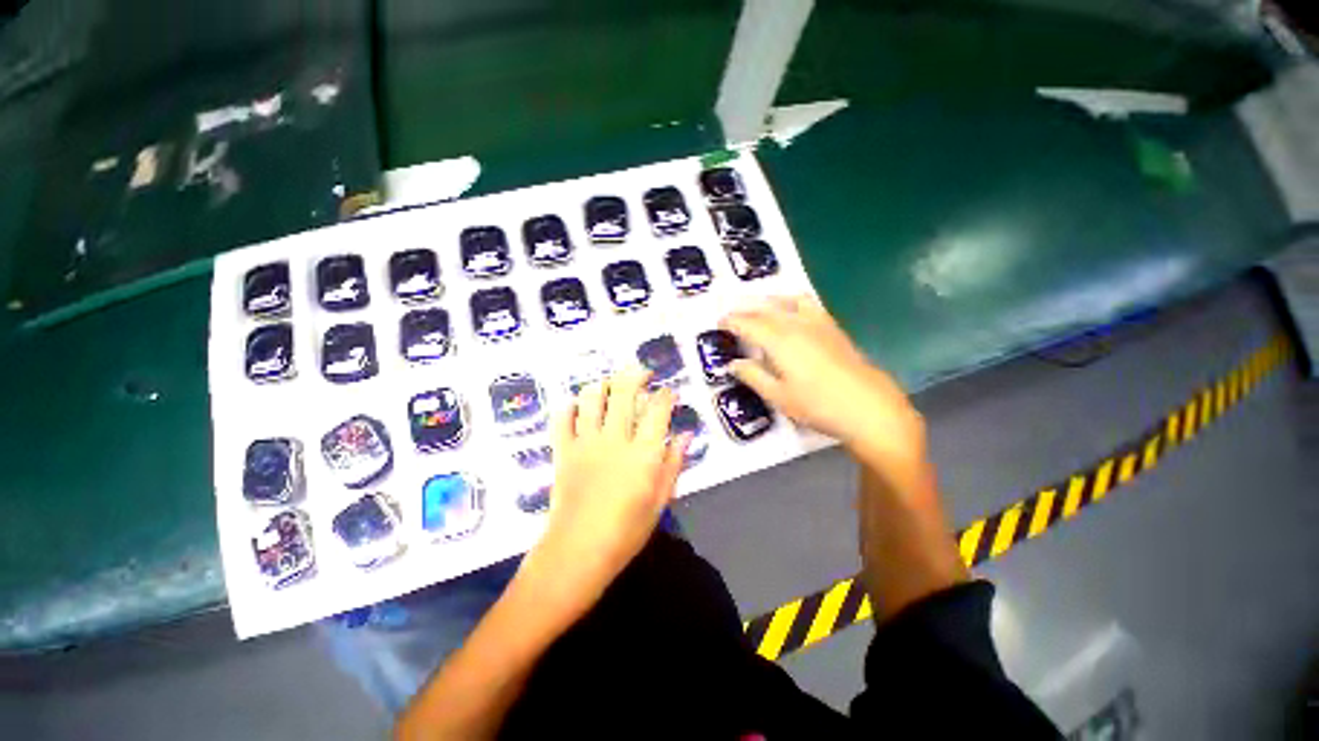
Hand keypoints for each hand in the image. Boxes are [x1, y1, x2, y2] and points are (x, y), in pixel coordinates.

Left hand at [527, 366, 688, 612]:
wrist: (577, 552)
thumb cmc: (626, 532)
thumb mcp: (660, 501)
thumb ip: (673, 464)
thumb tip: (685, 435)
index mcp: (642, 453)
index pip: (657, 410)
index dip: (665, 395)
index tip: (668, 391)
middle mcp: (614, 439)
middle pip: (623, 392)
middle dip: (634, 375)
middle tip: (641, 372)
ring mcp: (585, 443)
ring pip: (591, 398)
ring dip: (602, 384)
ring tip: (609, 384)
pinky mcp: (563, 451)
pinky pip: (562, 419)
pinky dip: (569, 408)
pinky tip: (577, 407)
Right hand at [721, 296, 927, 486]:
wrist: (869, 407)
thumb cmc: (818, 405)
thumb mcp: (778, 396)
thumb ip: (753, 376)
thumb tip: (733, 363)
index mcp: (779, 341)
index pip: (748, 324)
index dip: (731, 321)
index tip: (719, 323)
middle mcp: (796, 324)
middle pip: (765, 309)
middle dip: (745, 309)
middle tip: (731, 314)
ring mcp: (817, 323)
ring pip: (787, 301)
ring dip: (768, 300)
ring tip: (757, 306)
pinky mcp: (832, 327)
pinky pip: (807, 303)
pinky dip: (791, 301)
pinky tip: (791, 311)